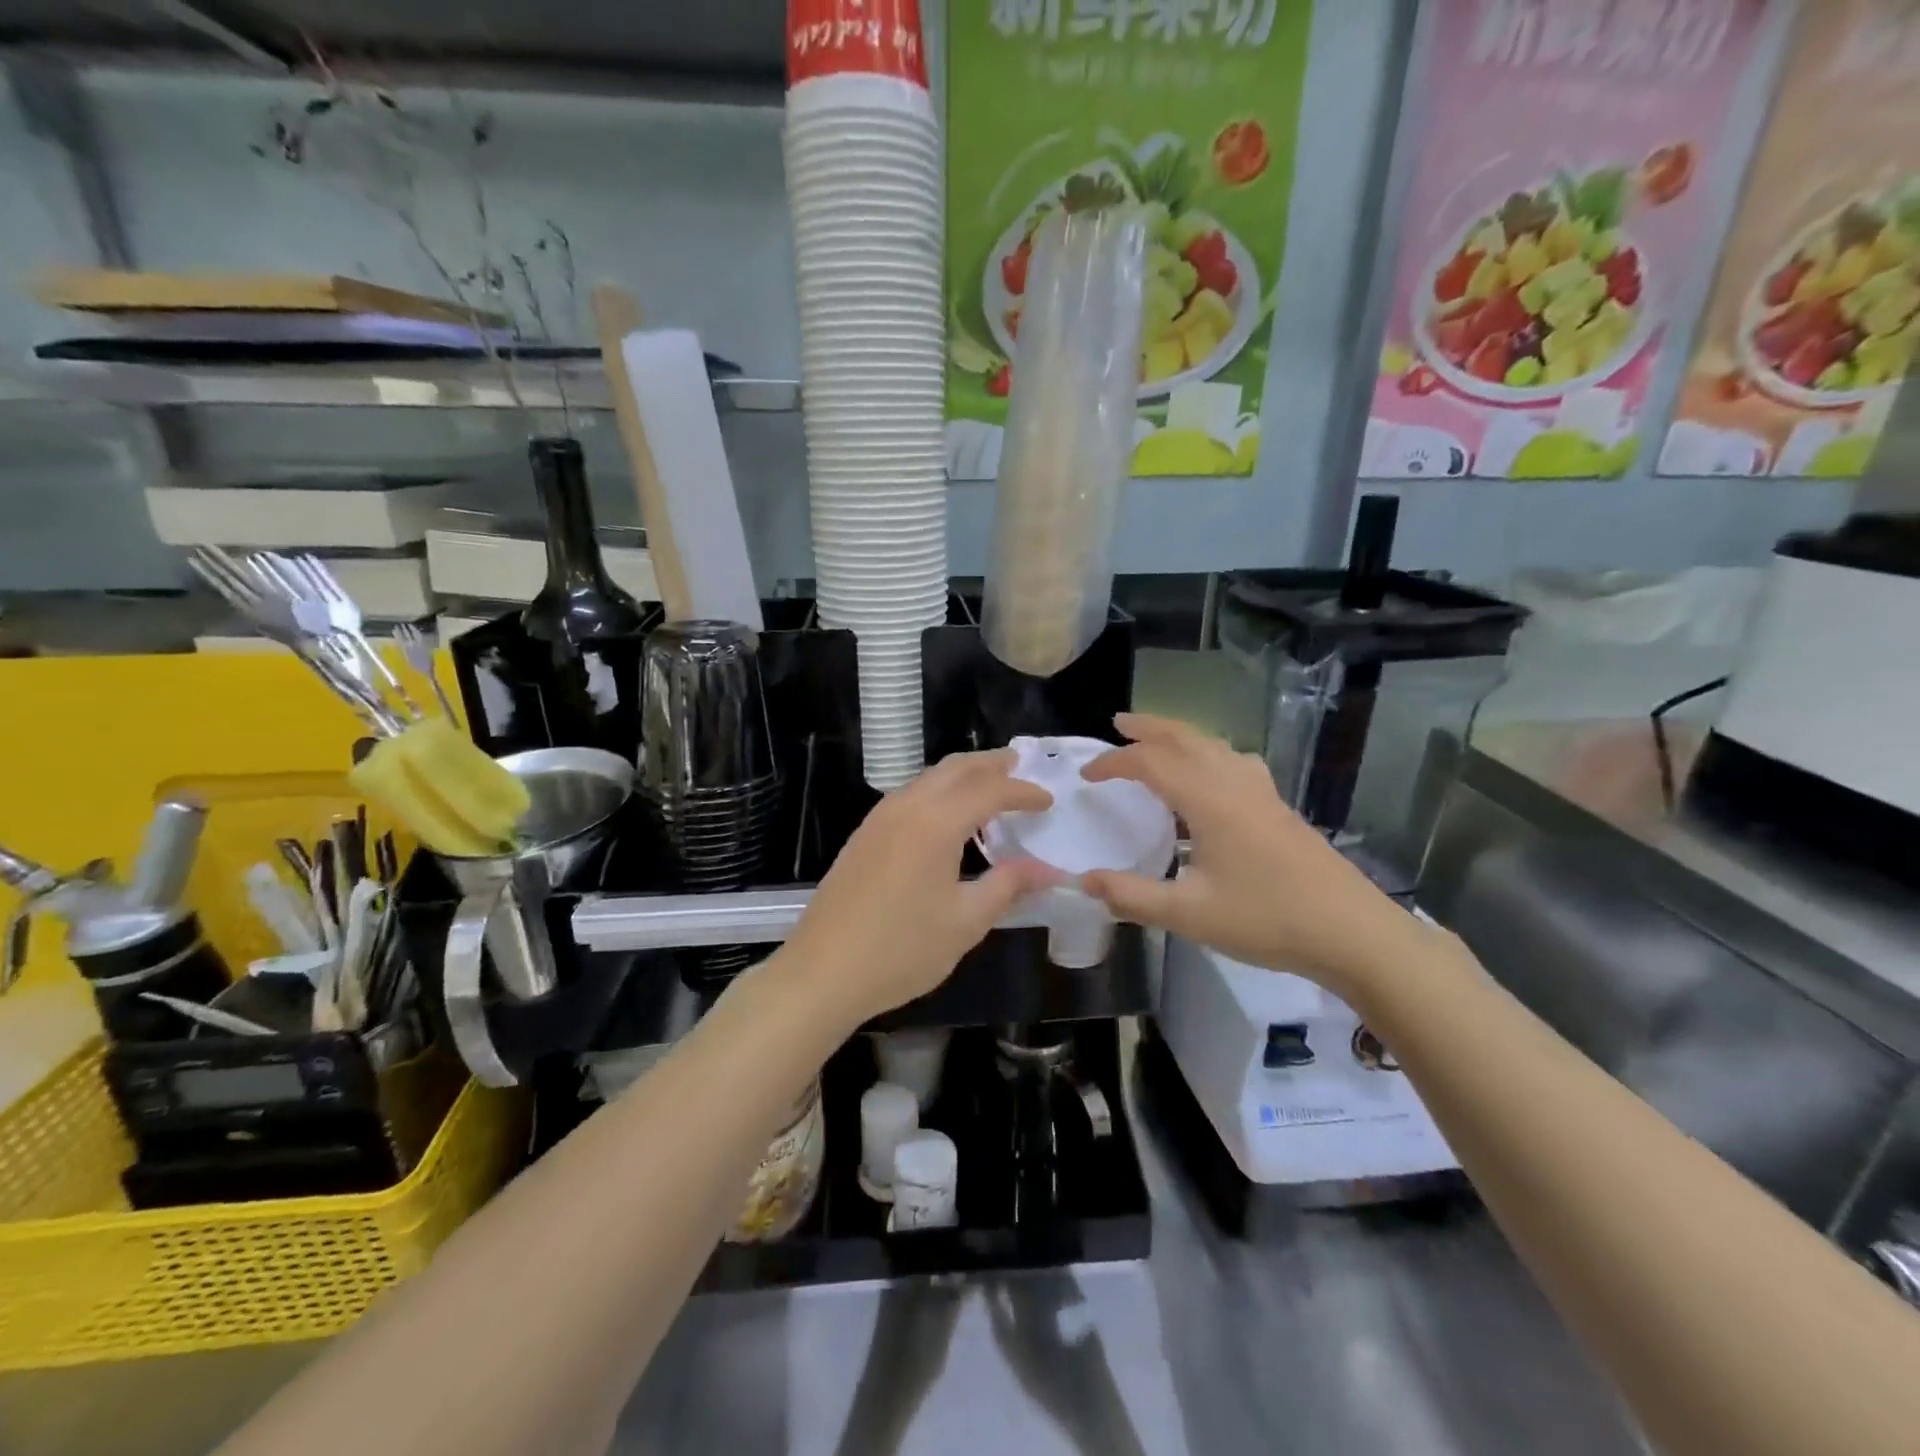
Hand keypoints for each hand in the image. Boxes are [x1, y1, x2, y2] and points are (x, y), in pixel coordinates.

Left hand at [779, 749, 1059, 1027]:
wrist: (822, 972)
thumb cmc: (901, 950)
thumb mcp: (965, 922)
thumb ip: (1008, 886)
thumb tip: (1048, 870)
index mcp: (935, 823)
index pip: (989, 790)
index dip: (1022, 792)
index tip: (1048, 800)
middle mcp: (906, 807)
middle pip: (955, 768)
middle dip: (990, 764)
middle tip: (1019, 764)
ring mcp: (879, 819)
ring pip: (929, 778)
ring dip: (962, 774)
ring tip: (989, 785)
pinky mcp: (864, 835)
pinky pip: (910, 795)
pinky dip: (939, 791)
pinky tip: (948, 817)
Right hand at [1080, 714, 1427, 997]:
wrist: (1351, 932)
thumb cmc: (1267, 920)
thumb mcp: (1189, 914)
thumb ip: (1132, 896)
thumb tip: (1083, 881)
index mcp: (1208, 800)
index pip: (1151, 763)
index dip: (1114, 763)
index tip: (1088, 776)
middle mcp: (1234, 783)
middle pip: (1186, 738)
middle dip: (1149, 727)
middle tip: (1119, 722)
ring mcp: (1262, 792)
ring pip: (1214, 745)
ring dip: (1180, 736)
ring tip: (1157, 741)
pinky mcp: (1278, 806)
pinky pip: (1235, 761)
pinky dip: (1210, 753)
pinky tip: (1214, 773)